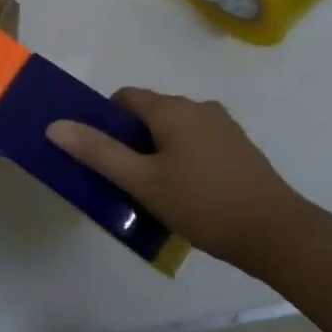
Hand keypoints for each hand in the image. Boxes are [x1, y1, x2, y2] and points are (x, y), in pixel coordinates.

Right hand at [47, 89, 317, 274]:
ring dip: (158, 152)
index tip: (101, 156)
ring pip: (175, 129)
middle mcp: (198, 107)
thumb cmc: (202, 203)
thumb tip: (55, 125)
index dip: (106, 122)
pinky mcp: (239, 147)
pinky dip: (183, 158)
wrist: (276, 232)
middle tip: (124, 180)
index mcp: (172, 109)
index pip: (125, 98)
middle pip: (150, 113)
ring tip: (154, 192)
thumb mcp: (142, 182)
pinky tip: (187, 194)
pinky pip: (197, 142)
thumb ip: (98, 152)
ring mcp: (223, 126)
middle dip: (132, 140)